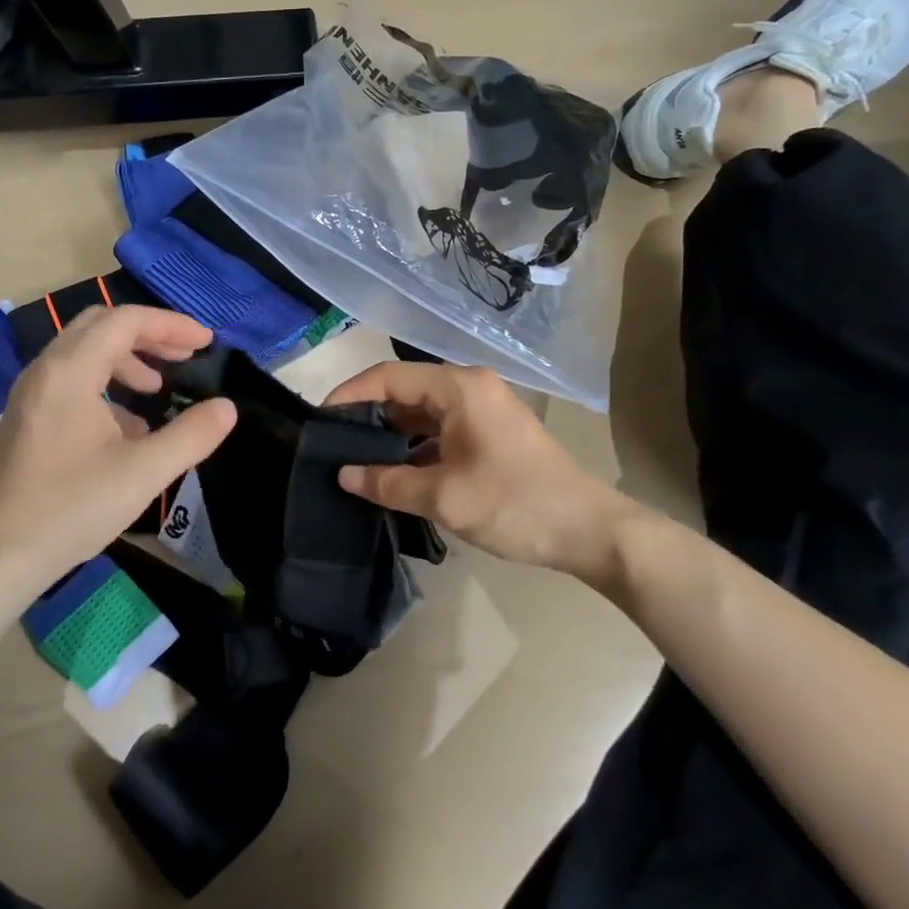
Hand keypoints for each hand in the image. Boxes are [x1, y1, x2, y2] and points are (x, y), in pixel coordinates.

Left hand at [0, 306, 236, 586]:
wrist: (3, 554)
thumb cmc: (74, 506)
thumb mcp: (145, 471)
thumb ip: (192, 435)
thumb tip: (226, 408)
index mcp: (70, 372)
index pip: (125, 321)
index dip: (171, 325)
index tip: (206, 344)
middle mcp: (45, 371)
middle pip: (101, 326)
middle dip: (148, 335)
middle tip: (185, 356)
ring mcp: (31, 394)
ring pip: (84, 352)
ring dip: (127, 359)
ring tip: (158, 388)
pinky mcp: (28, 418)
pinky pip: (72, 379)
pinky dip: (106, 384)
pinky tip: (129, 426)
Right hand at [325, 362, 634, 584]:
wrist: (588, 530)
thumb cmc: (513, 504)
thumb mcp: (442, 496)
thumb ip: (387, 482)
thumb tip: (344, 474)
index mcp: (459, 389)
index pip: (389, 377)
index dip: (350, 394)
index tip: (320, 419)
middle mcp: (470, 388)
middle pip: (406, 391)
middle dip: (369, 416)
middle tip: (334, 445)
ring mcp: (484, 410)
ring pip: (423, 413)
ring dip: (393, 435)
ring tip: (358, 462)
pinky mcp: (492, 434)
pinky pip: (443, 430)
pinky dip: (417, 447)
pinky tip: (396, 474)